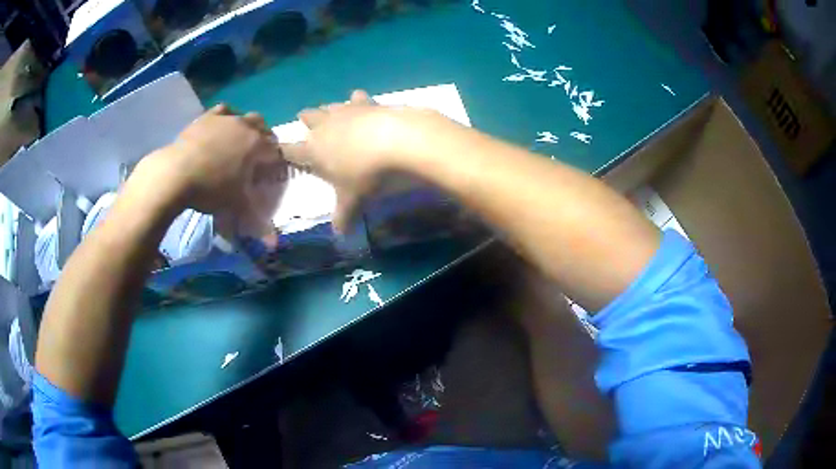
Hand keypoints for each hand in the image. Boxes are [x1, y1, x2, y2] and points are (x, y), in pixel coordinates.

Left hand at [132, 105, 286, 218]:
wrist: (176, 174)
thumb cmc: (210, 189)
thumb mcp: (236, 207)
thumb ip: (257, 224)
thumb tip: (275, 246)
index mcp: (257, 146)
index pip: (275, 151)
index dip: (275, 162)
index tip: (269, 174)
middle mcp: (245, 126)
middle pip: (263, 127)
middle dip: (265, 139)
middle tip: (256, 157)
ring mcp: (225, 119)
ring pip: (244, 116)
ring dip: (247, 126)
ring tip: (239, 140)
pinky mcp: (207, 117)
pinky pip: (222, 111)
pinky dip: (226, 117)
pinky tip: (221, 127)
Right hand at [280, 90, 435, 232]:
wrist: (397, 141)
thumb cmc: (367, 174)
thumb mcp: (354, 200)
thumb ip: (344, 216)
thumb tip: (339, 235)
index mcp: (314, 150)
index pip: (290, 150)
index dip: (283, 150)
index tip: (277, 149)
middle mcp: (325, 127)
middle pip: (308, 118)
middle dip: (305, 120)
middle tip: (305, 120)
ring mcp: (346, 111)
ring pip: (329, 106)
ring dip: (328, 109)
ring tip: (330, 112)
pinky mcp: (368, 102)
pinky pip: (357, 97)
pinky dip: (357, 100)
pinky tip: (361, 100)